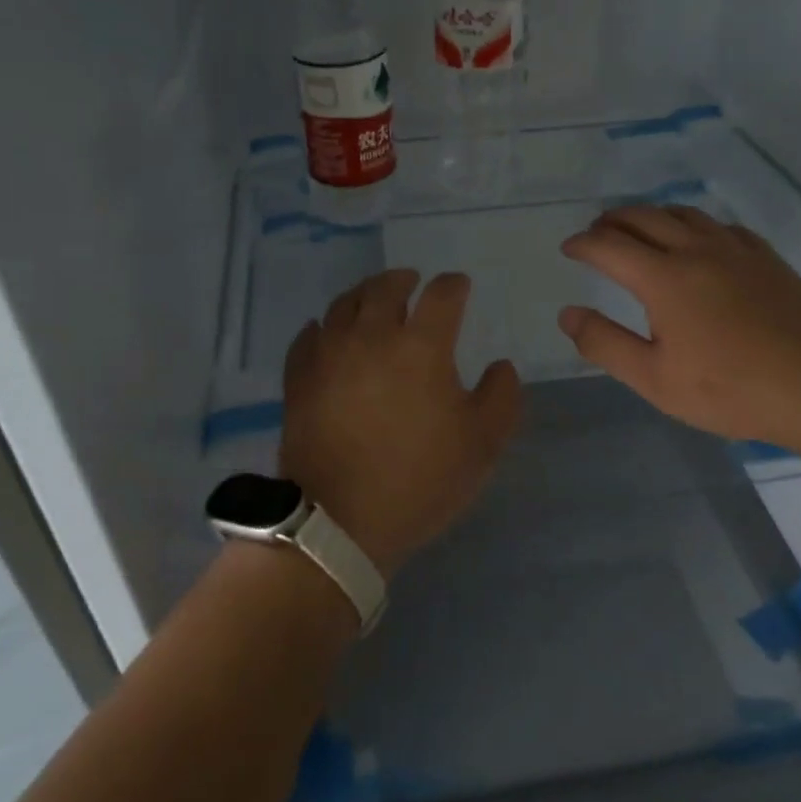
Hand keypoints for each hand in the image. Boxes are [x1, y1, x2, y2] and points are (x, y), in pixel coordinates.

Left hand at [280, 269, 521, 575]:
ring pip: (344, 304)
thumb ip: (501, 396)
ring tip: (372, 300)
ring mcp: (329, 354)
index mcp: (421, 345)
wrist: (338, 521)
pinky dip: (323, 326)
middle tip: (413, 282)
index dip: (455, 285)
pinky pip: (309, 336)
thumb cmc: (419, 480)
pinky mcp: (299, 377)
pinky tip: (327, 332)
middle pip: (386, 287)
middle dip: (404, 279)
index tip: (461, 286)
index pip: (442, 294)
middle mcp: (372, 335)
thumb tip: (500, 365)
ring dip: (364, 294)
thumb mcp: (482, 444)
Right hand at [557, 205, 800, 448]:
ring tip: (638, 228)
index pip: (609, 246)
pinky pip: (719, 225)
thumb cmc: (729, 389)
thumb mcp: (654, 379)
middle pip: (644, 218)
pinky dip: (693, 224)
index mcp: (664, 279)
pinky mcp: (765, 257)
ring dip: (651, 215)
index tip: (568, 248)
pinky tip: (697, 240)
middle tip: (596, 232)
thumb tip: (568, 314)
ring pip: (683, 214)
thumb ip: (605, 344)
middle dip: (612, 221)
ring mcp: (735, 249)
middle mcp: (696, 250)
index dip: (583, 243)